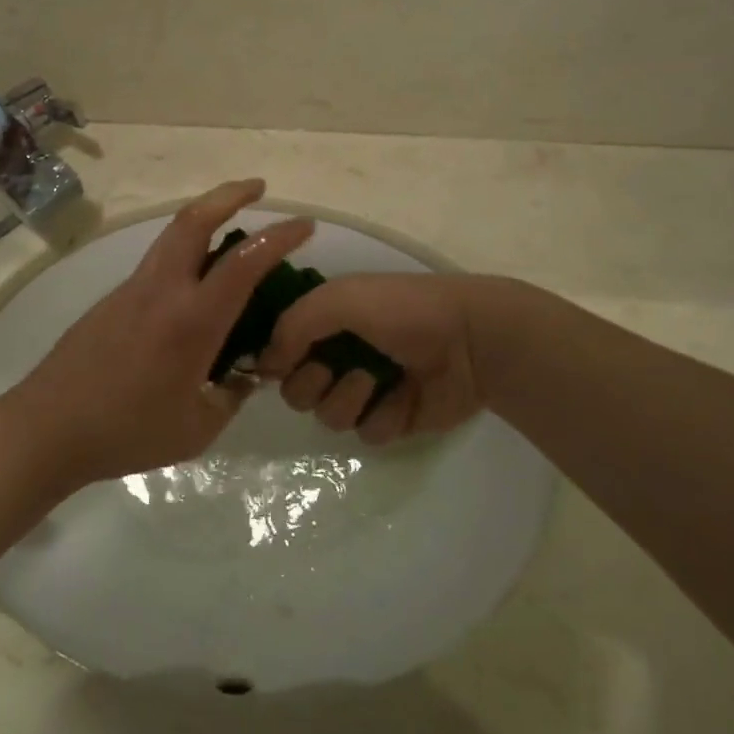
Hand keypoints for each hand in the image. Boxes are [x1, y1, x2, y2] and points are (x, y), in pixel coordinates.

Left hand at [0, 180, 313, 488]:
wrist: (47, 427)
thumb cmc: (127, 432)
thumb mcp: (197, 429)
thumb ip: (231, 396)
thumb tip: (246, 373)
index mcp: (190, 321)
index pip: (243, 263)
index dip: (278, 237)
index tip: (305, 225)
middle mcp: (161, 291)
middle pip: (194, 220)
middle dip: (230, 195)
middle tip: (258, 188)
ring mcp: (132, 289)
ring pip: (172, 235)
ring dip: (205, 217)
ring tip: (232, 228)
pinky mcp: (113, 299)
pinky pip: (158, 261)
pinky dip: (185, 251)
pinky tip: (195, 283)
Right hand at [258, 274, 497, 446]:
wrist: (469, 340)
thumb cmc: (402, 310)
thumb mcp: (339, 299)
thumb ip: (293, 325)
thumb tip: (264, 364)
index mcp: (327, 322)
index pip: (280, 349)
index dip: (277, 360)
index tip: (283, 362)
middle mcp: (340, 356)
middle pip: (296, 391)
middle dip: (311, 384)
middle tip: (333, 369)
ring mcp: (368, 390)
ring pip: (328, 416)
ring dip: (348, 399)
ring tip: (377, 379)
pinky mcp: (394, 420)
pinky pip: (367, 434)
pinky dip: (383, 416)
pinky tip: (404, 397)